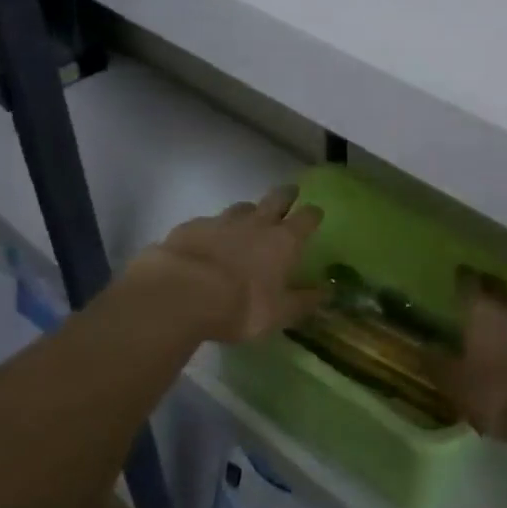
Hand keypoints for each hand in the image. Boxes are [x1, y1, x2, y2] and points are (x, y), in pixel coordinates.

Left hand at [130, 186, 324, 343]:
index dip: (313, 215)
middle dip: (286, 195)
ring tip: (247, 220)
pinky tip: (206, 242)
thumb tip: (326, 292)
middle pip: (277, 198)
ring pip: (241, 207)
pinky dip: (212, 229)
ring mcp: (221, 221)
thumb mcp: (278, 313)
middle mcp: (256, 223)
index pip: (307, 217)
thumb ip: (303, 301)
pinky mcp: (191, 226)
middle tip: (290, 194)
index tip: (316, 214)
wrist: (179, 293)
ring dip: (248, 212)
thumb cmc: (239, 305)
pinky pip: (208, 222)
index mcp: (283, 241)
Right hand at [436, 271, 506, 439]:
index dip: (461, 278)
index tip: (455, 276)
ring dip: (502, 306)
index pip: (468, 281)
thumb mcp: (455, 383)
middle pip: (495, 287)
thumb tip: (422, 350)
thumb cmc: (494, 390)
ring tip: (489, 315)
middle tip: (472, 292)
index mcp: (481, 308)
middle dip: (484, 287)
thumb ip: (437, 364)